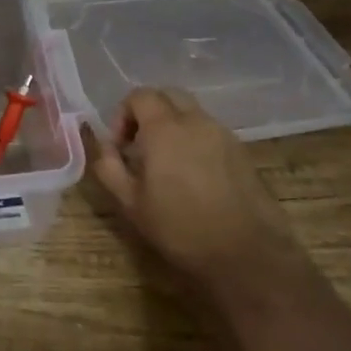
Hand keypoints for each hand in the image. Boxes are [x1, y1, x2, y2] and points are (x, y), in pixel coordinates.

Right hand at [87, 87, 306, 294]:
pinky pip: (210, 131)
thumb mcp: (131, 204)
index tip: (120, 147)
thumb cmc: (181, 229)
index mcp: (165, 129)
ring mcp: (224, 134)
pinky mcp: (242, 152)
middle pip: (168, 95)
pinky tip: (193, 176)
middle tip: (140, 145)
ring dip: (173, 126)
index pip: (140, 96)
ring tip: (166, 163)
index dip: (123, 114)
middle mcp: (196, 121)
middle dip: (149, 112)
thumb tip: (103, 145)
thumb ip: (109, 167)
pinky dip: (194, 140)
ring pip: (191, 112)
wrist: (248, 254)